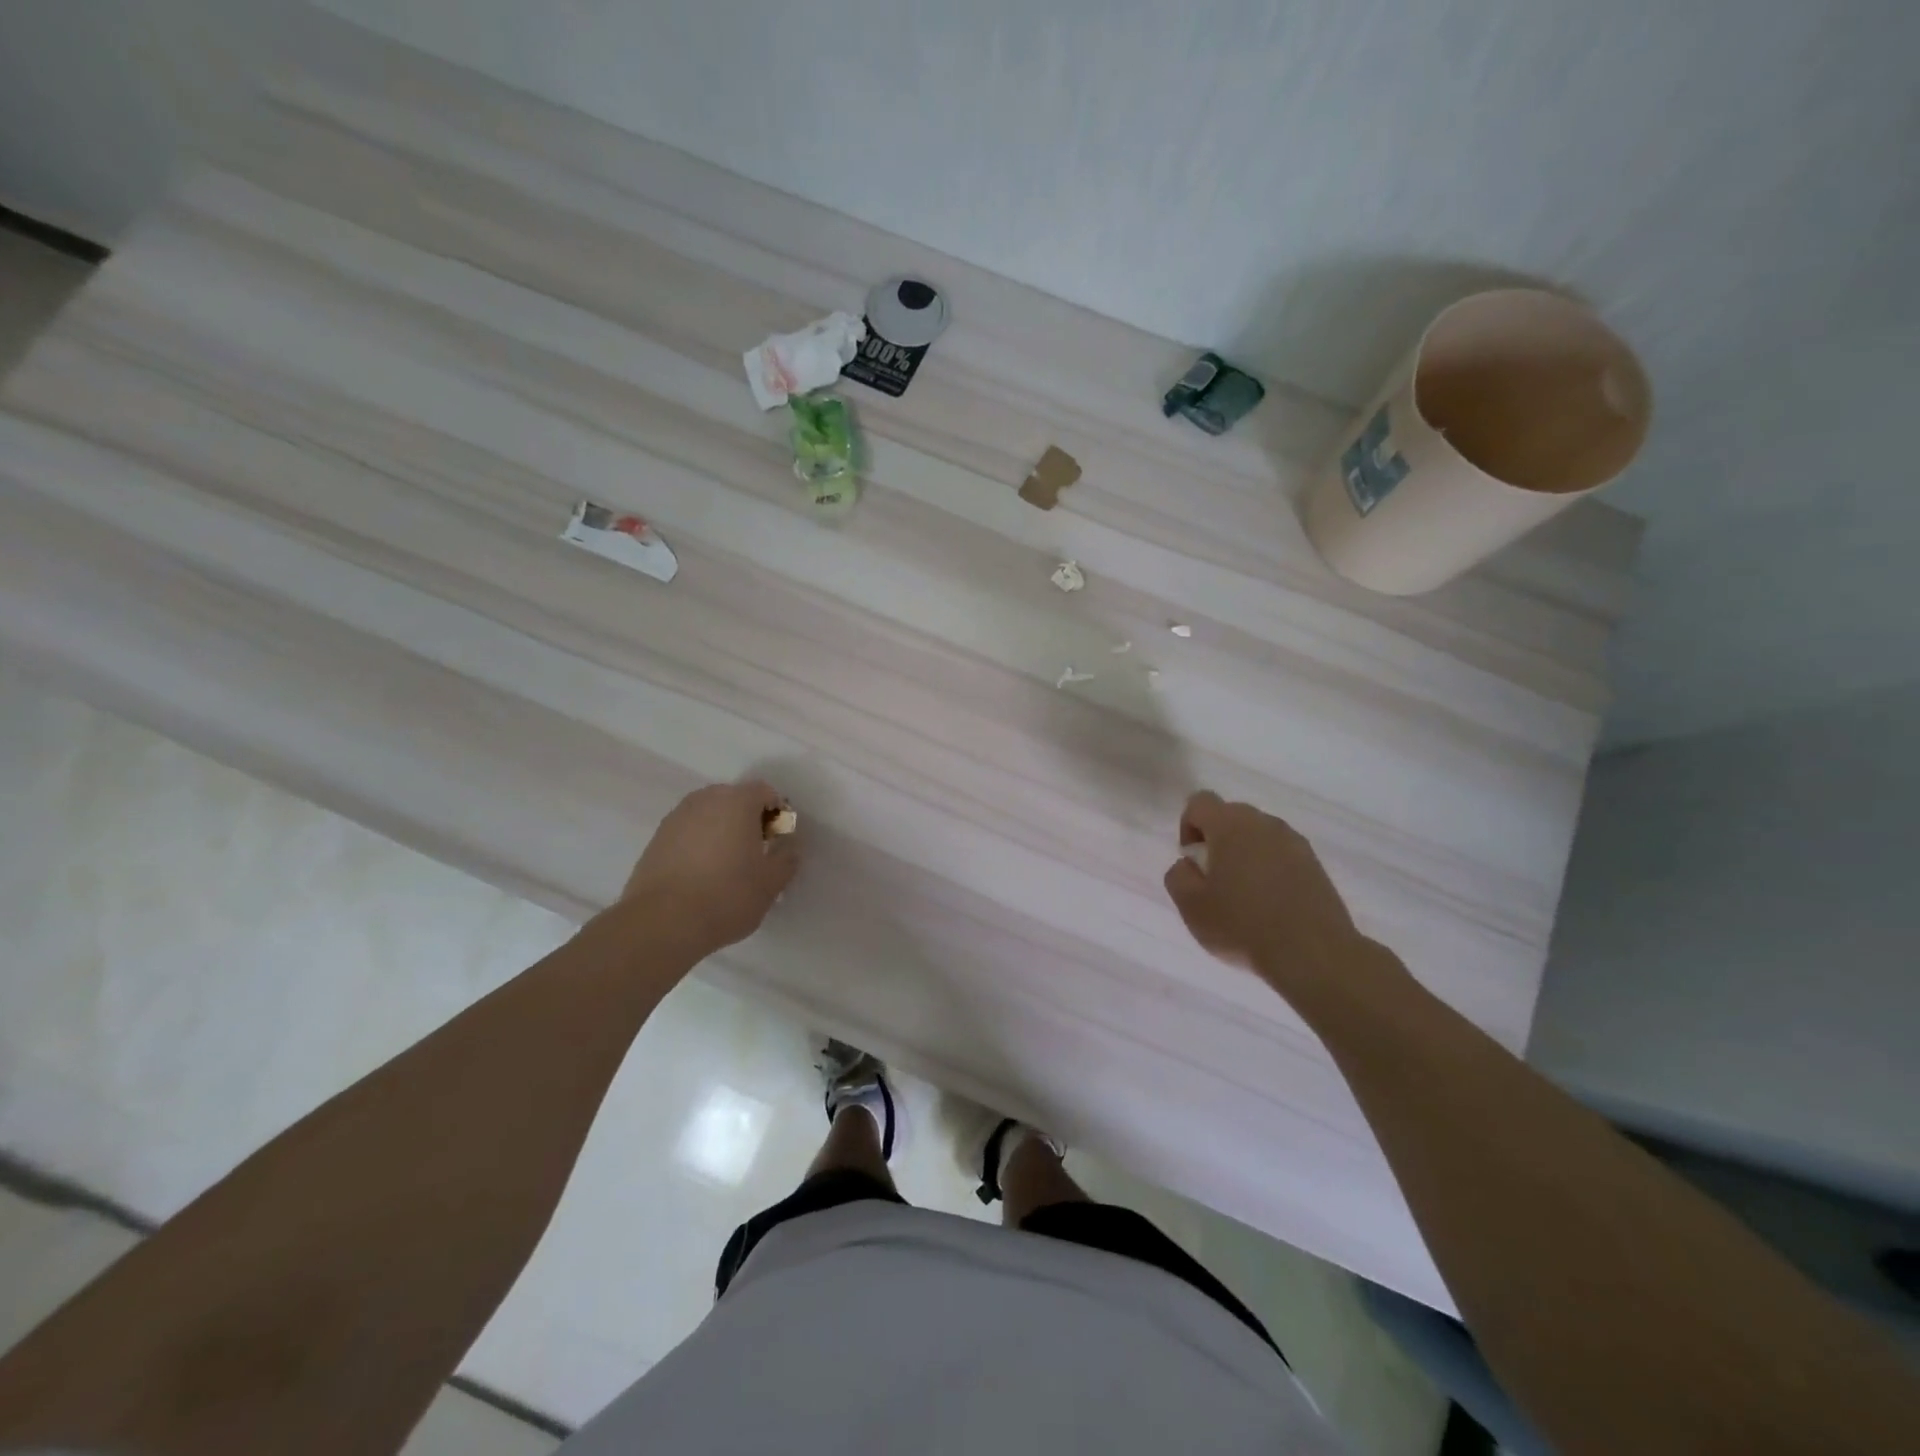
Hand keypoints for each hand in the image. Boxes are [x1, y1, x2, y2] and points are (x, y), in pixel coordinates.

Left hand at [618, 781, 799, 959]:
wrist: (663, 923)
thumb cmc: (727, 896)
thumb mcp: (771, 883)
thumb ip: (787, 858)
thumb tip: (788, 847)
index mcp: (737, 802)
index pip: (765, 792)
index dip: (777, 813)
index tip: (778, 841)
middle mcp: (705, 800)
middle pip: (734, 799)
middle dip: (748, 818)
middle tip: (756, 851)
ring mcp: (676, 818)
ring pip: (708, 815)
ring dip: (722, 830)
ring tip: (727, 864)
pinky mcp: (655, 840)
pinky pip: (687, 832)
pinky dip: (699, 843)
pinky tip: (701, 874)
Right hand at [1163, 790, 1371, 995]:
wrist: (1313, 954)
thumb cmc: (1243, 925)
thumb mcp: (1191, 906)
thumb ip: (1178, 876)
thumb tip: (1188, 864)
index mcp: (1230, 825)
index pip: (1200, 802)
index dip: (1188, 826)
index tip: (1193, 860)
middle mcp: (1264, 823)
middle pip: (1231, 815)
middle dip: (1218, 840)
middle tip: (1214, 880)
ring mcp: (1295, 842)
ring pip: (1259, 836)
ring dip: (1246, 854)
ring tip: (1244, 895)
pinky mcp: (1315, 865)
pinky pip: (1282, 855)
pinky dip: (1271, 870)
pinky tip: (1271, 904)